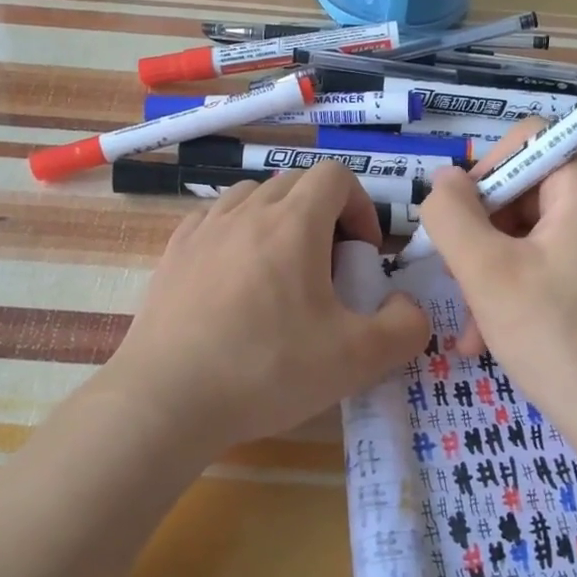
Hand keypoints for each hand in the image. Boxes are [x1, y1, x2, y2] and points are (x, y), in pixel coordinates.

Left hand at [103, 163, 428, 457]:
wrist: (167, 399)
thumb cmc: (267, 370)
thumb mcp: (357, 359)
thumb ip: (405, 328)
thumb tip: (409, 307)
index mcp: (293, 223)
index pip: (336, 176)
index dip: (361, 207)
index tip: (363, 254)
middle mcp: (246, 211)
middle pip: (296, 183)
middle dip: (325, 214)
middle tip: (329, 268)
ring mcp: (204, 229)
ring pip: (253, 197)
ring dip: (279, 220)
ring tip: (282, 272)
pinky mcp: (173, 253)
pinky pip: (214, 221)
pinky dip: (237, 234)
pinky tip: (236, 279)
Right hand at [417, 122, 576, 444]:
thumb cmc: (553, 337)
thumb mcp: (485, 271)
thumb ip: (451, 214)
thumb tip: (443, 180)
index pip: (527, 141)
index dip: (483, 172)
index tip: (459, 223)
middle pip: (527, 192)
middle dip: (483, 234)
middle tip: (456, 279)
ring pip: (535, 236)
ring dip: (493, 271)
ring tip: (470, 324)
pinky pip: (555, 264)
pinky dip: (521, 289)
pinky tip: (492, 335)